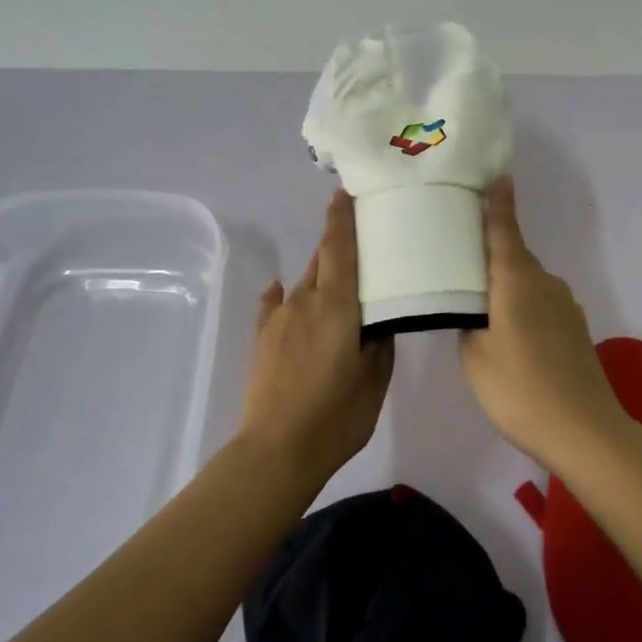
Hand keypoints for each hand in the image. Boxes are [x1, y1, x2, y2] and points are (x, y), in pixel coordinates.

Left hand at [239, 189, 394, 486]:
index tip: (345, 191)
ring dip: (320, 273)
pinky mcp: (262, 338)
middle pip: (322, 259)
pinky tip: (283, 294)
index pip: (340, 247)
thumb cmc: (336, 415)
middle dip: (336, 242)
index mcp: (336, 304)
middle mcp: (304, 300)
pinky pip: (275, 304)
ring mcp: (279, 318)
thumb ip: (379, 340)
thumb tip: (377, 319)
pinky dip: (284, 296)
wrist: (276, 450)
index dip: (342, 217)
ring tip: (337, 278)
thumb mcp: (375, 378)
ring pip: (304, 282)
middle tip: (358, 234)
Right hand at [459, 177, 633, 470]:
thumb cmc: (519, 389)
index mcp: (517, 280)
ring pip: (527, 282)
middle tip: (458, 259)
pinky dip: (522, 307)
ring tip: (480, 307)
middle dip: (489, 253)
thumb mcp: (475, 355)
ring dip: (506, 286)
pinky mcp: (575, 328)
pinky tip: (511, 337)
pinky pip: (540, 303)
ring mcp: (565, 306)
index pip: (504, 229)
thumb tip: (473, 308)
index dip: (498, 202)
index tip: (495, 175)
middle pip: (513, 256)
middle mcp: (544, 282)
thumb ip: (469, 321)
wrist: (585, 432)